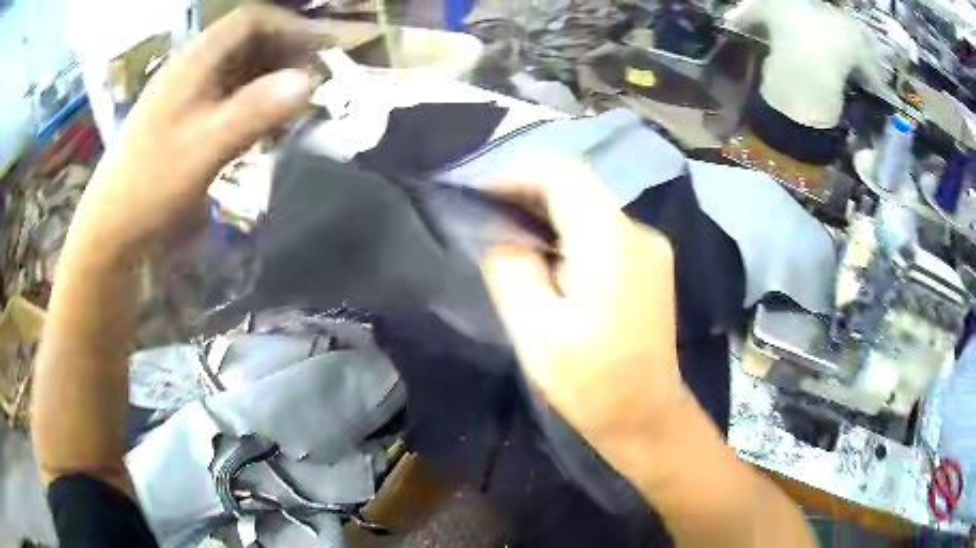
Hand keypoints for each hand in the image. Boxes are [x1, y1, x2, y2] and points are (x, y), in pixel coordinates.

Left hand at [69, 5, 327, 259]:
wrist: (111, 228)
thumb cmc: (152, 185)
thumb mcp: (205, 147)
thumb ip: (255, 110)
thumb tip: (308, 82)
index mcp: (194, 61)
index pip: (251, 21)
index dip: (290, 28)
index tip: (320, 49)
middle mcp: (191, 67)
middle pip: (246, 41)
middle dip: (284, 53)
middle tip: (313, 79)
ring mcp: (184, 93)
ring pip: (237, 69)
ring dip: (269, 79)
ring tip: (293, 104)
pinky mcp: (182, 118)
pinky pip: (225, 95)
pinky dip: (250, 102)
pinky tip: (261, 125)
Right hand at [482, 160, 685, 465]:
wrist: (645, 416)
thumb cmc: (589, 383)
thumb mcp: (534, 331)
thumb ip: (511, 268)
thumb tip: (501, 233)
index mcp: (611, 243)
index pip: (564, 174)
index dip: (518, 174)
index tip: (482, 194)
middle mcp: (639, 233)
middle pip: (580, 187)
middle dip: (530, 193)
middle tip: (490, 218)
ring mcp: (651, 248)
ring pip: (592, 207)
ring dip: (551, 213)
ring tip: (514, 239)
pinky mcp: (652, 265)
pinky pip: (606, 230)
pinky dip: (573, 232)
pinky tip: (552, 261)